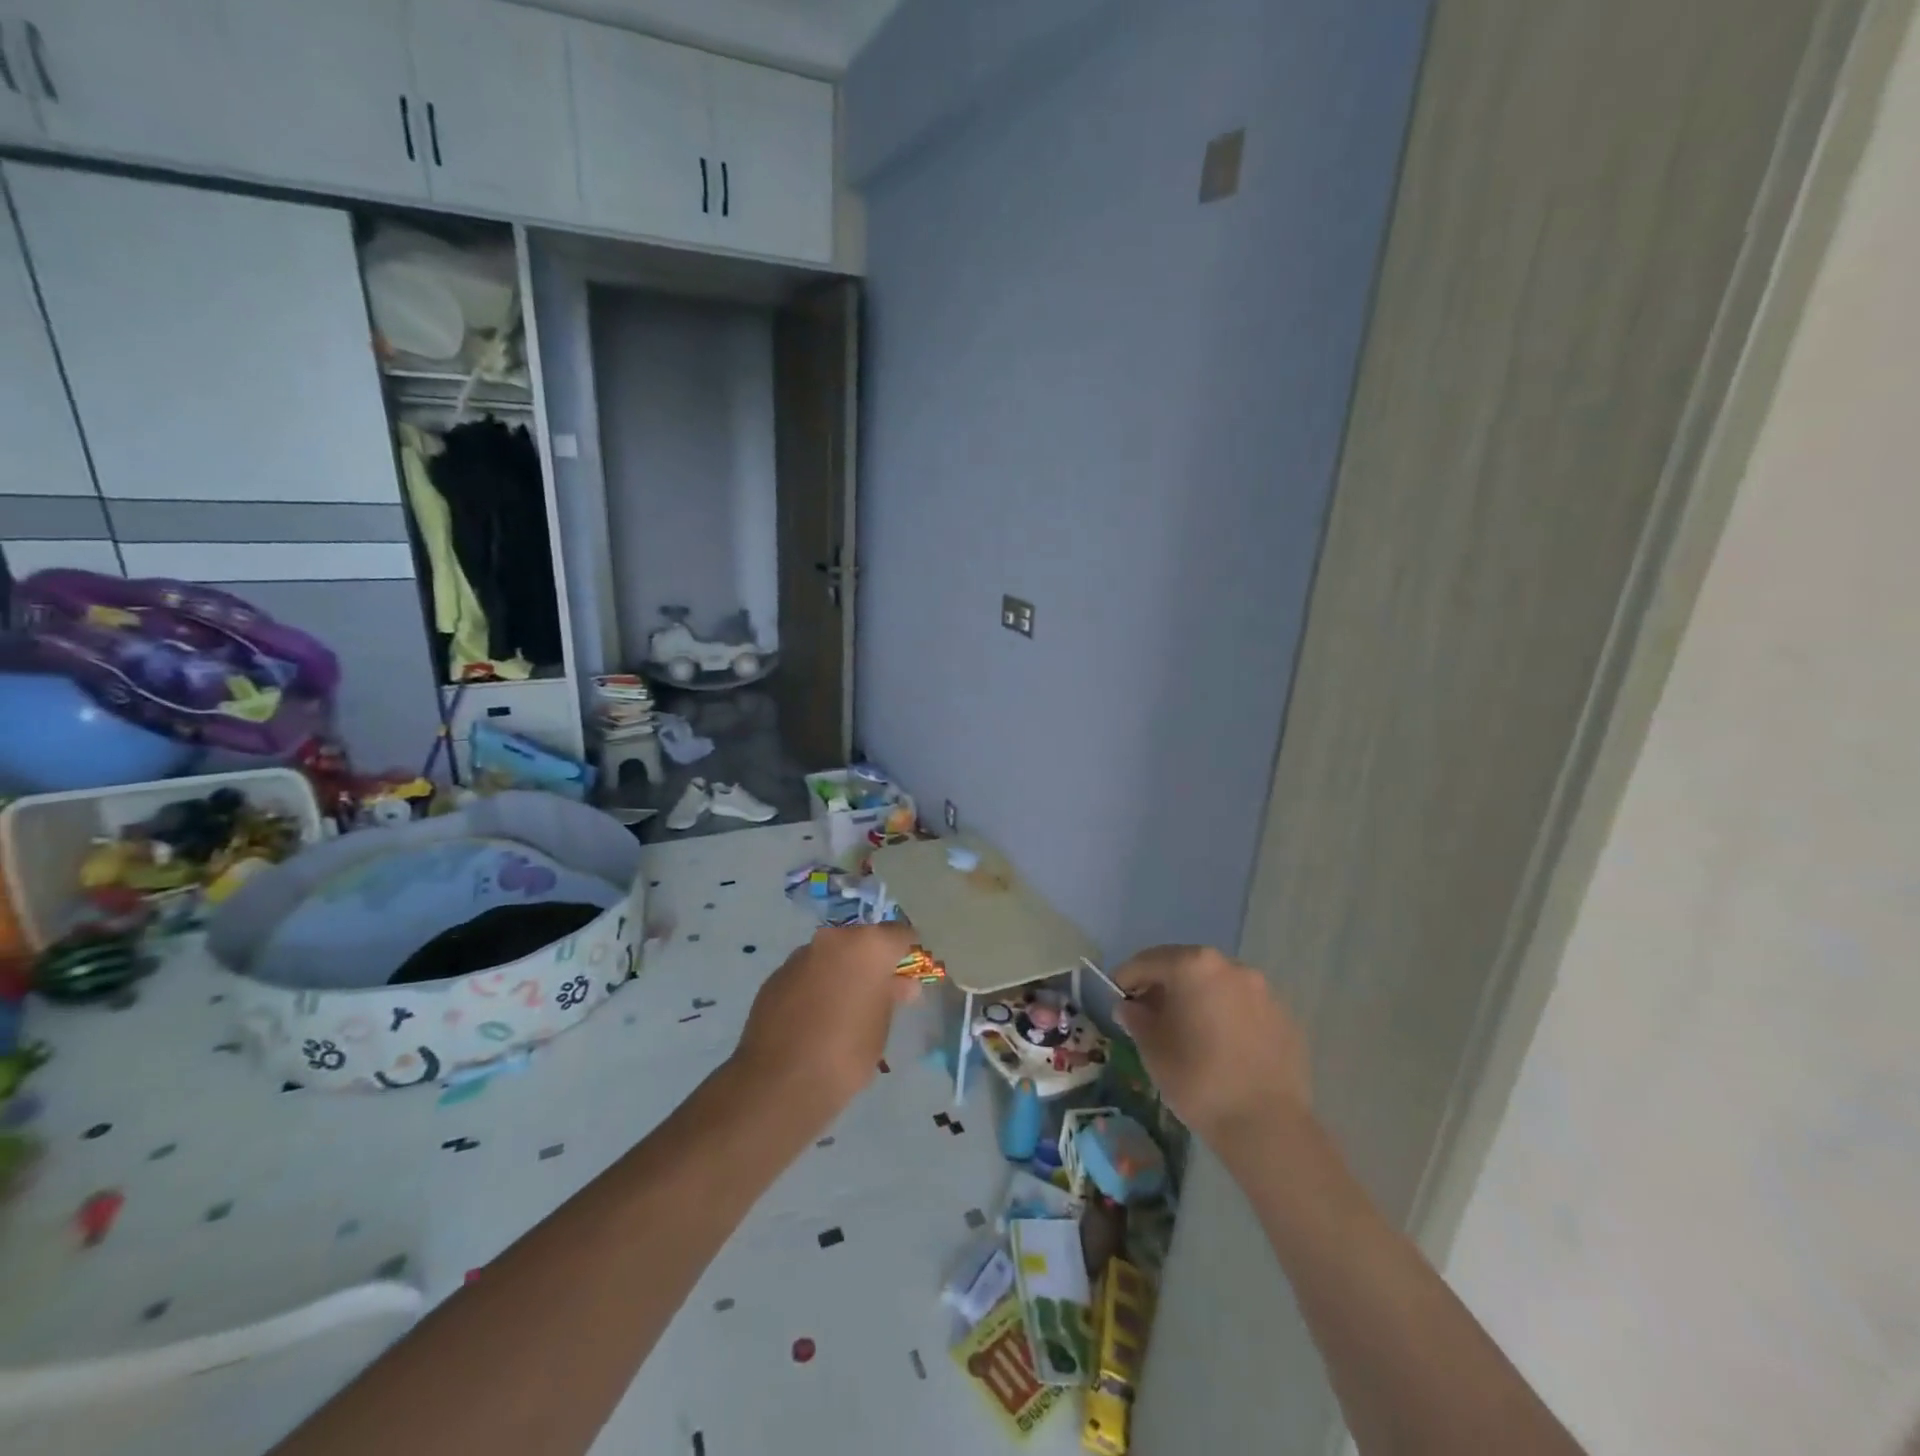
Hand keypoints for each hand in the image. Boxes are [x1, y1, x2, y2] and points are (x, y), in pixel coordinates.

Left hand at [729, 924, 918, 1121]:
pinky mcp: (775, 976)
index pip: (899, 934)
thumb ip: (891, 996)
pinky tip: (813, 1019)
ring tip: (841, 1011)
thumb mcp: (881, 1026)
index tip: (906, 978)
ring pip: (830, 956)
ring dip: (839, 973)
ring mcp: (800, 956)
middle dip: (870, 963)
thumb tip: (901, 984)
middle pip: (861, 941)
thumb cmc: (846, 1053)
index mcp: (868, 945)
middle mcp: (833, 939)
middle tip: (875, 995)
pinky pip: (806, 974)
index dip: (906, 954)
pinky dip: (814, 986)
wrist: (780, 1083)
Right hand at [1112, 945, 1311, 1153]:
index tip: (1116, 997)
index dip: (1127, 978)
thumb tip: (1129, 1007)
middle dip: (1163, 984)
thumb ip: (1136, 1018)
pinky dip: (1225, 1014)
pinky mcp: (1284, 1016)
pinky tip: (1220, 1045)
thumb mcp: (1152, 1049)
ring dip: (1197, 997)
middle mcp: (1230, 967)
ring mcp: (1262, 990)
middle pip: (1185, 966)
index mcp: (1193, 966)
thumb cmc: (1198, 1079)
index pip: (1148, 961)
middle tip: (1148, 1011)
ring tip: (1186, 1028)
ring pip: (1217, 984)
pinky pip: (1243, 1005)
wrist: (1267, 1126)